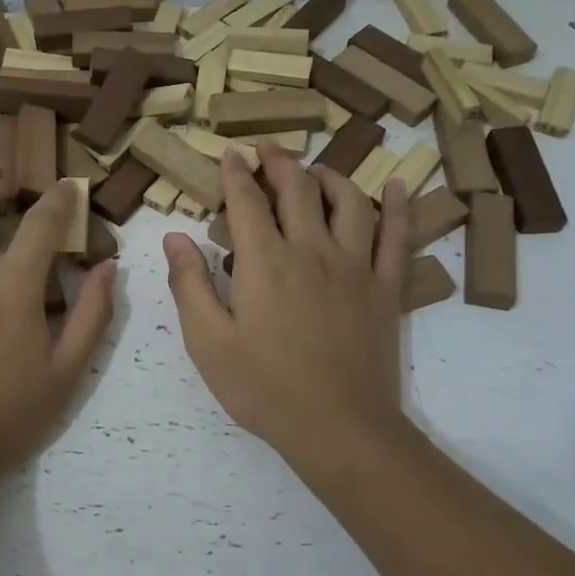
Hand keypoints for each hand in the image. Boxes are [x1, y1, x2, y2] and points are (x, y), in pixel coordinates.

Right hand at [163, 145, 411, 483]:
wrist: (338, 428)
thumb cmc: (263, 387)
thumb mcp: (208, 341)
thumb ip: (189, 283)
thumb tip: (175, 235)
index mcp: (265, 261)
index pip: (247, 200)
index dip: (235, 173)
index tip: (229, 154)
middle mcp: (312, 250)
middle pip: (298, 189)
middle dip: (280, 162)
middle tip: (268, 148)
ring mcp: (356, 267)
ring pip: (349, 202)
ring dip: (330, 176)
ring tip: (316, 169)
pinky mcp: (386, 289)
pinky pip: (397, 237)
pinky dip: (399, 208)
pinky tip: (399, 187)